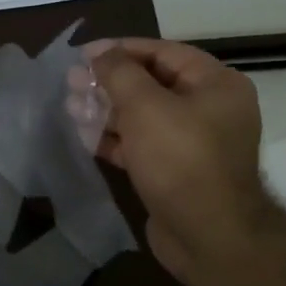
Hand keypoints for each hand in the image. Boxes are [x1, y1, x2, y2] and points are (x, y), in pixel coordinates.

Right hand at [85, 39, 271, 285]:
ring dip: (107, 111)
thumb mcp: (146, 106)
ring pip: (143, 117)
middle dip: (109, 83)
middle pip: (152, 84)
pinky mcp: (176, 172)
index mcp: (216, 84)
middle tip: (71, 83)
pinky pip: (142, 146)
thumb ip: (119, 73)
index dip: (121, 50)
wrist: (208, 235)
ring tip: (70, 108)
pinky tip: (85, 137)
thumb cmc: (180, 160)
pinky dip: (115, 140)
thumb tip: (100, 52)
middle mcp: (210, 109)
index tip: (83, 54)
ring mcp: (193, 143)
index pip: (163, 52)